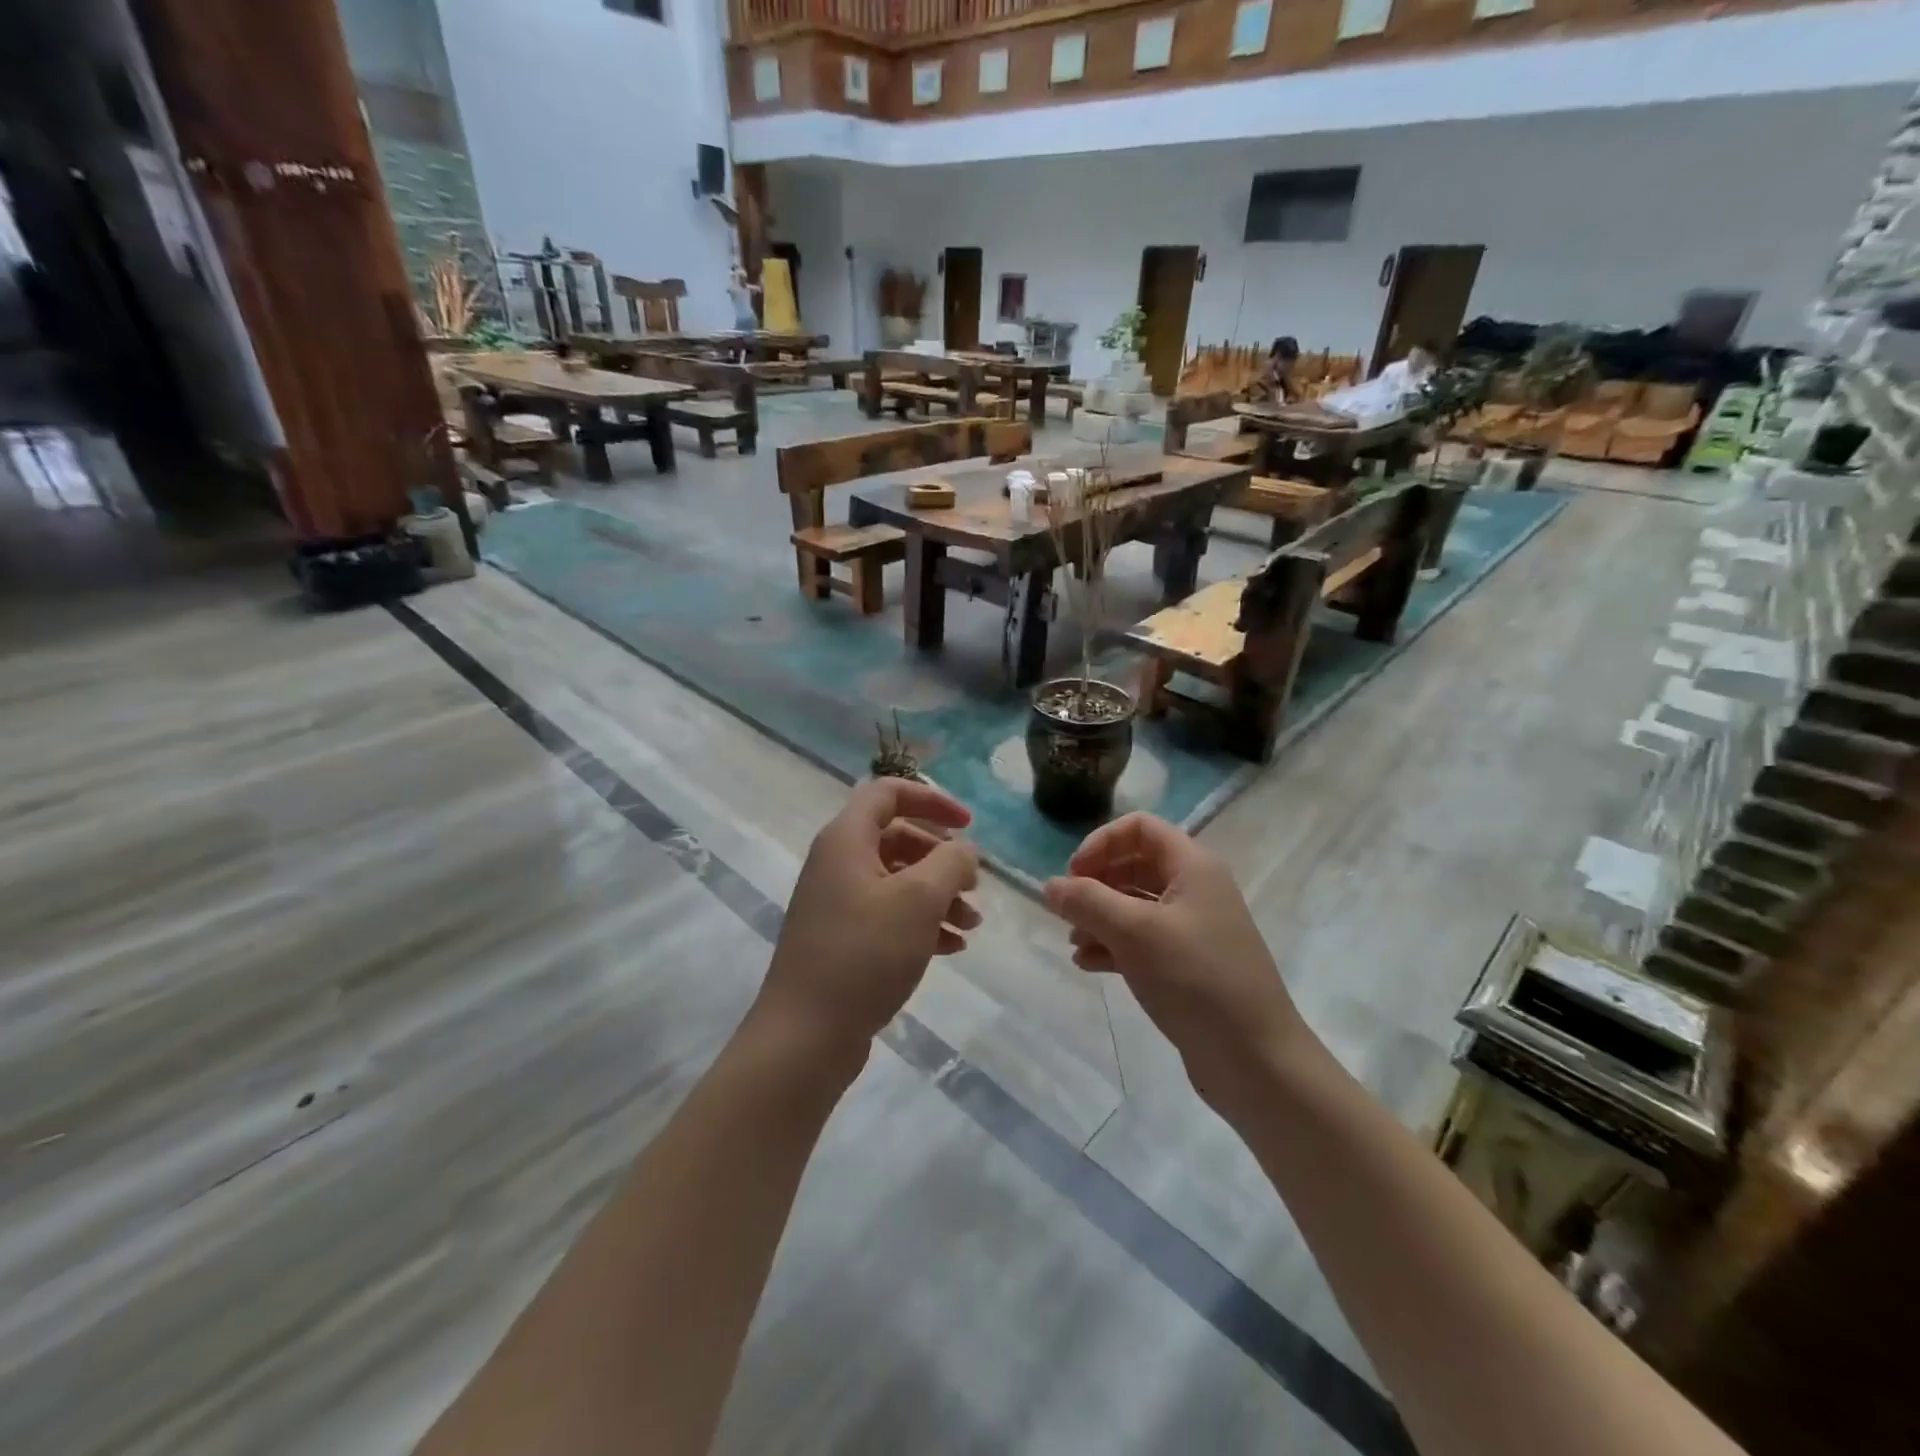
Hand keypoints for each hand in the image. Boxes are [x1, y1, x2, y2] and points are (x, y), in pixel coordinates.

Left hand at [752, 779, 980, 1069]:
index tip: (969, 824)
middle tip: (975, 884)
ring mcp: (837, 903)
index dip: (932, 799)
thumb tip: (964, 850)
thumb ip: (950, 863)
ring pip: (897, 880)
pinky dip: (922, 923)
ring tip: (972, 924)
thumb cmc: (864, 954)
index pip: (889, 793)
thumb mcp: (918, 900)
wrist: (805, 1036)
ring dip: (938, 895)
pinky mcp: (842, 939)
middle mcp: (837, 863)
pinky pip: (888, 915)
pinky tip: (952, 947)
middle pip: (898, 837)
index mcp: (846, 839)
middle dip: (942, 858)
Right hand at [1043, 814, 1312, 1116]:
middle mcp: (1196, 889)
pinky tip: (1088, 964)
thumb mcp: (1133, 932)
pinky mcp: (1189, 965)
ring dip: (1100, 917)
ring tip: (1073, 943)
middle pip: (1135, 864)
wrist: (1254, 1059)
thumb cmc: (1195, 979)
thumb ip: (1087, 901)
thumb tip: (1049, 885)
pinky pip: (1143, 940)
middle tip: (1068, 911)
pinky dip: (1114, 945)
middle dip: (1096, 883)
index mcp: (1192, 866)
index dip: (1101, 843)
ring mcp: (1194, 929)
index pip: (1139, 827)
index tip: (1074, 876)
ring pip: (1136, 905)